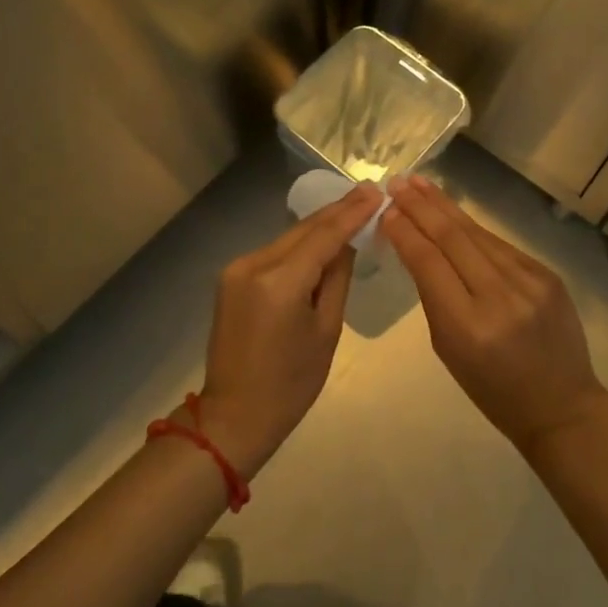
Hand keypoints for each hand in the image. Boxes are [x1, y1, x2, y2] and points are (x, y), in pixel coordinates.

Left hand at [195, 183, 381, 476]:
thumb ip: (337, 279)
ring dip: (318, 227)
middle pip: (303, 229)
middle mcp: (253, 264)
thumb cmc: (290, 384)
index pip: (324, 235)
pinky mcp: (231, 278)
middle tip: (368, 192)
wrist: (234, 416)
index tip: (376, 191)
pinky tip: (319, 238)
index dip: (352, 212)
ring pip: (288, 238)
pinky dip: (298, 245)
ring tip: (351, 209)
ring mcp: (237, 268)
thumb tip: (347, 243)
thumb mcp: (326, 331)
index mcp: (280, 281)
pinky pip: (273, 253)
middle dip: (337, 211)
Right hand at [381, 176, 607, 454]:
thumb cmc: (492, 388)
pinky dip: (472, 228)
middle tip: (397, 182)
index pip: (428, 263)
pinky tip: (453, 213)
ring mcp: (528, 282)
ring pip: (477, 233)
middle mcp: (499, 297)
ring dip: (444, 206)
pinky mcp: (546, 274)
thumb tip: (414, 245)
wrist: (561, 404)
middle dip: (421, 207)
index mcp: (468, 326)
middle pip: (452, 238)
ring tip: (420, 183)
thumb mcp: (448, 349)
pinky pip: (499, 245)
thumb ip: (433, 295)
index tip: (386, 209)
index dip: (405, 231)